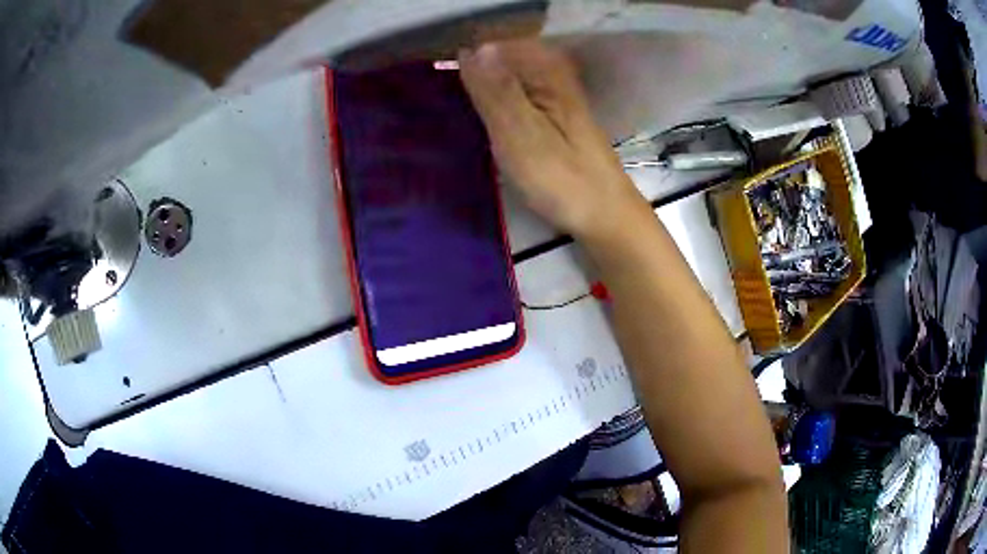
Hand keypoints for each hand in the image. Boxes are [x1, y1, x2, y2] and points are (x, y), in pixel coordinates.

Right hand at [458, 40, 647, 238]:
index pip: (500, 47)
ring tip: (461, 115)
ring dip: (486, 95)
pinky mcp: (555, 122)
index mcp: (548, 75)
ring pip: (511, 83)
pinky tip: (486, 126)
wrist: (605, 216)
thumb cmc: (562, 178)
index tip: (444, 80)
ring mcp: (556, 101)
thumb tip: (473, 49)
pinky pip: (519, 102)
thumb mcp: (520, 133)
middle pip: (505, 63)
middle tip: (450, 104)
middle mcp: (554, 80)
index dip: (469, 58)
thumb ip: (496, 91)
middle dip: (475, 76)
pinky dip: (500, 109)